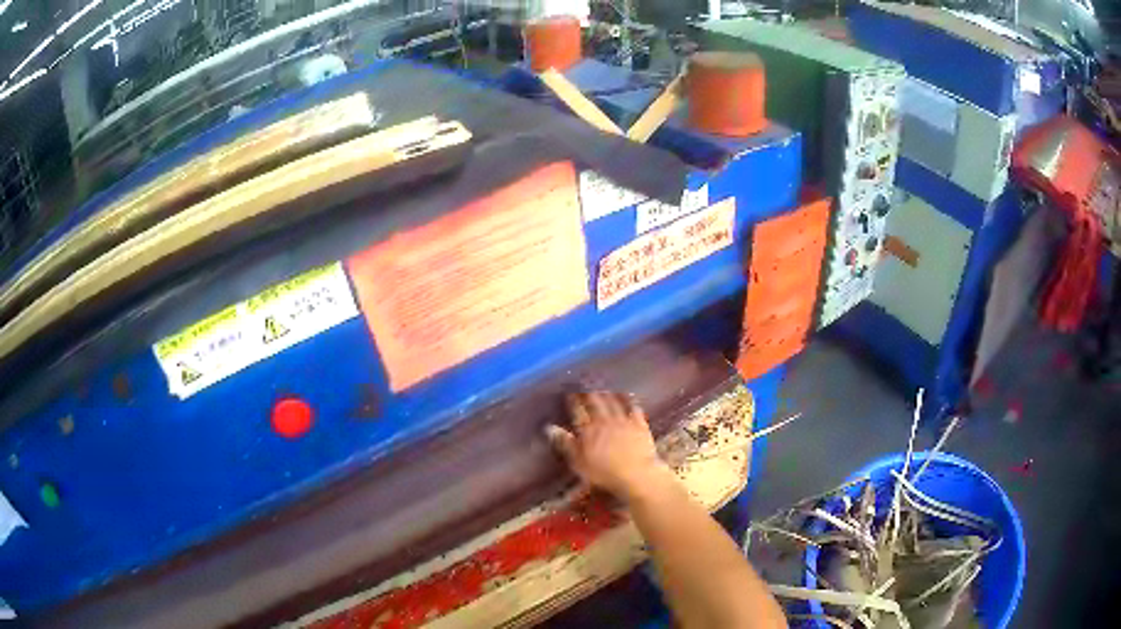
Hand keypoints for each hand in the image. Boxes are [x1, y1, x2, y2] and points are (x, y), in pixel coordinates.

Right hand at [547, 391, 671, 501]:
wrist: (636, 474)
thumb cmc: (603, 473)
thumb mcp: (578, 462)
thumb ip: (565, 443)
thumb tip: (549, 427)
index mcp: (588, 429)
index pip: (577, 410)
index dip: (573, 401)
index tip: (569, 395)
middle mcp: (605, 420)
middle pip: (595, 402)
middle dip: (589, 394)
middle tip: (585, 388)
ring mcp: (623, 420)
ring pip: (613, 401)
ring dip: (607, 394)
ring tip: (602, 389)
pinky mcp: (639, 425)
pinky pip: (634, 408)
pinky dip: (629, 400)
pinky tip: (628, 397)